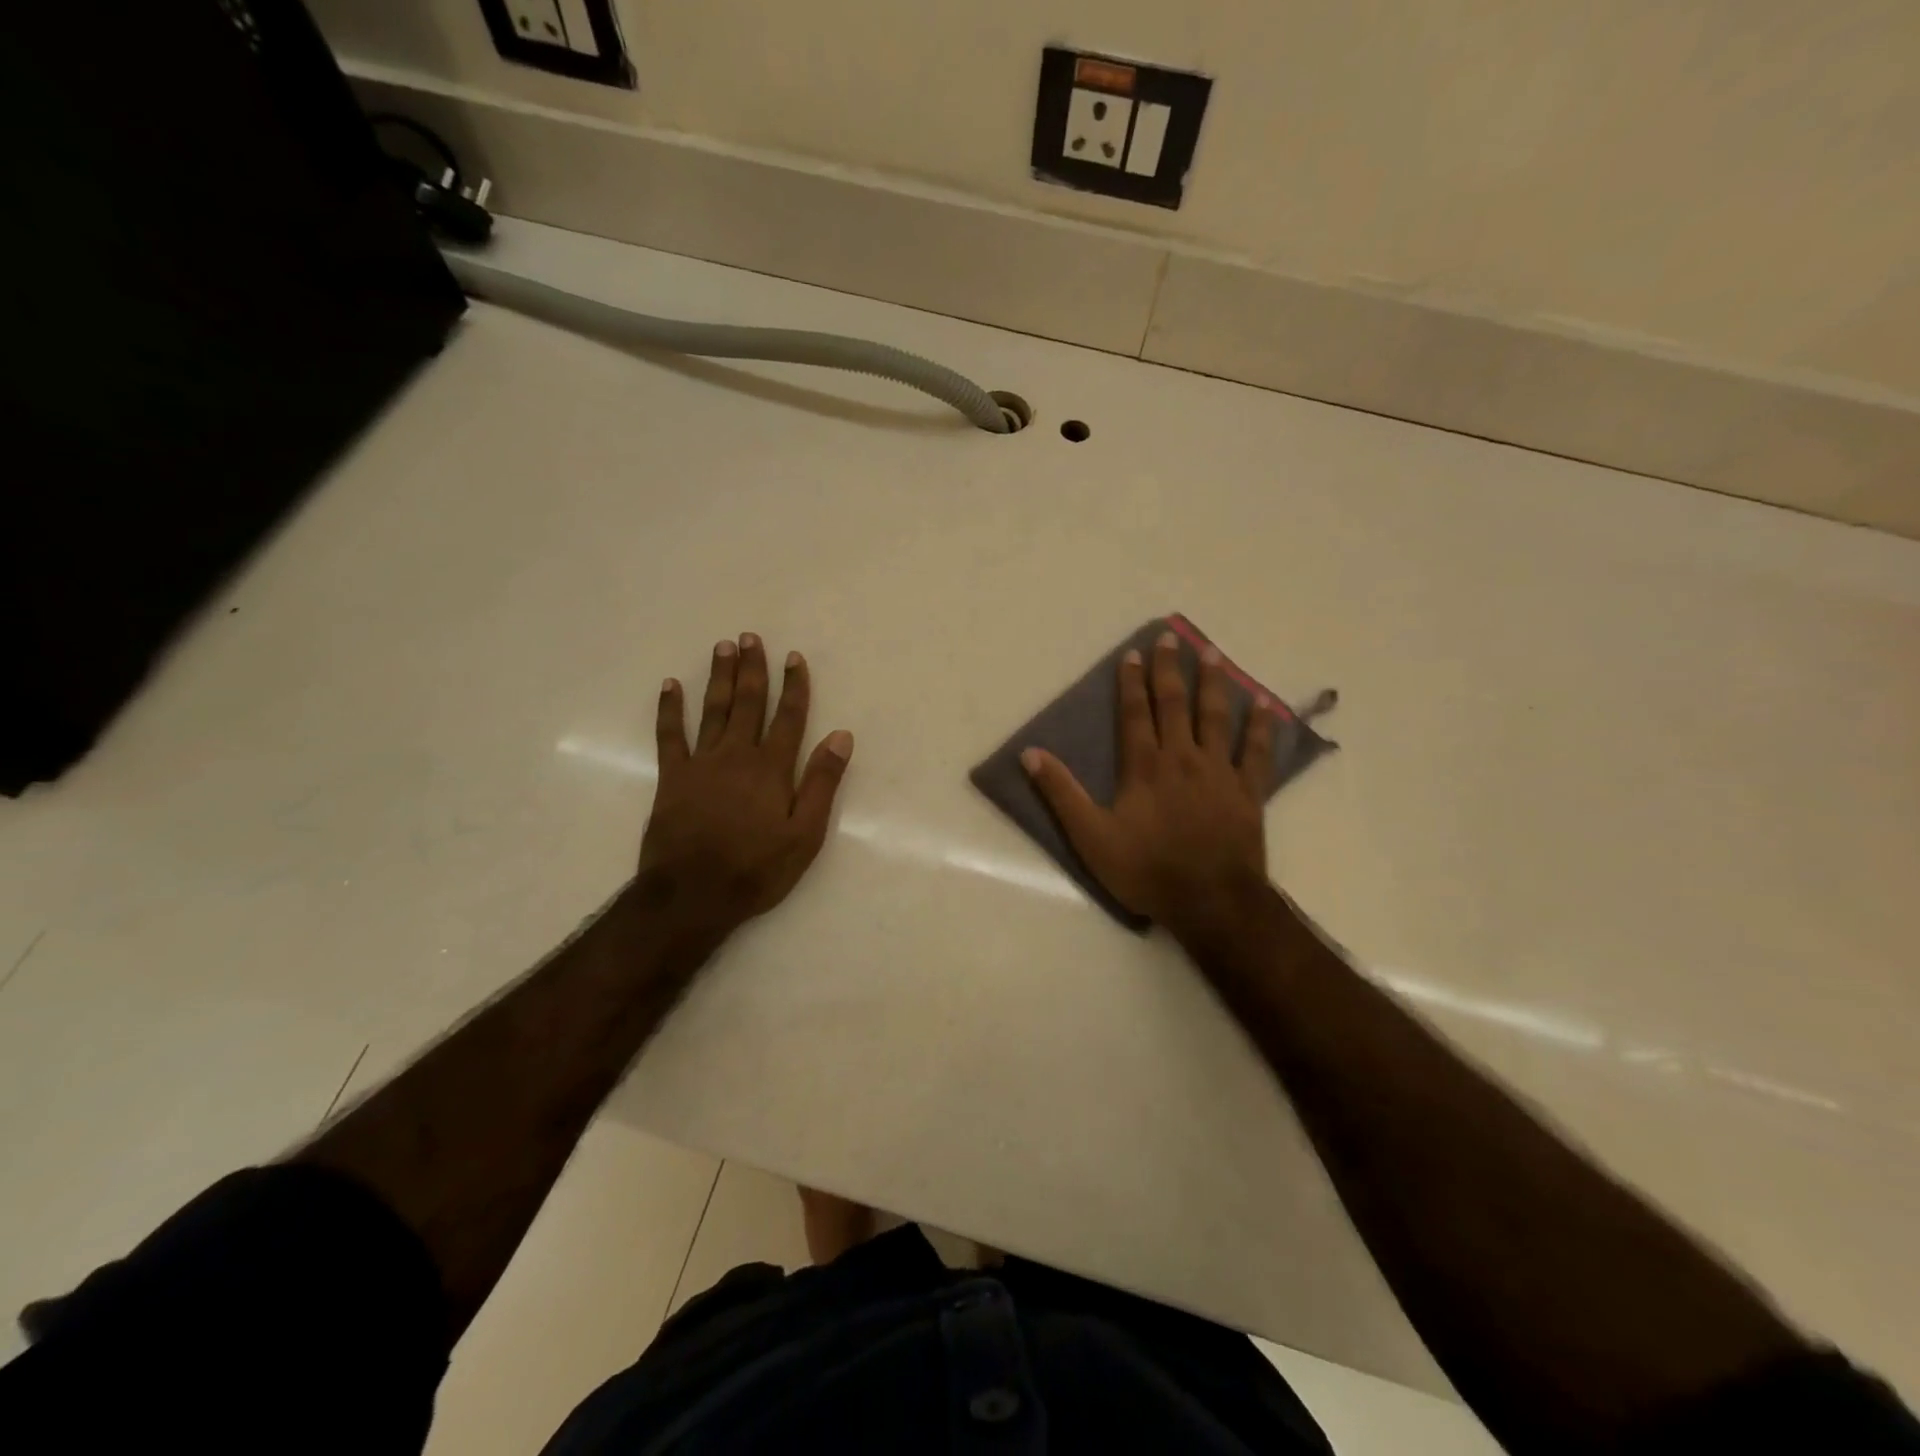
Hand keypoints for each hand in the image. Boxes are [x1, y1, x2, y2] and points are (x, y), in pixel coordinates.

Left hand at [639, 633, 852, 935]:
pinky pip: (670, 735)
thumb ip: (822, 782)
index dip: (794, 686)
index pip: (789, 717)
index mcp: (772, 768)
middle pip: (748, 703)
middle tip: (751, 637)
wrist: (692, 894)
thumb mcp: (805, 834)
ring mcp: (701, 764)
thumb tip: (842, 736)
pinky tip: (671, 686)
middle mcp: (737, 755)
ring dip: (719, 677)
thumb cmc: (756, 868)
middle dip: (752, 669)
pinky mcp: (672, 778)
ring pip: (713, 710)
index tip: (794, 657)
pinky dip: (670, 710)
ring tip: (723, 647)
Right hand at [1022, 630, 1274, 946]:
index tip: (1134, 653)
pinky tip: (1264, 703)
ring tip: (1213, 653)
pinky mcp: (1248, 791)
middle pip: (1175, 704)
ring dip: (1213, 683)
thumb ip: (1061, 794)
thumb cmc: (1146, 870)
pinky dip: (1260, 727)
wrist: (1210, 901)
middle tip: (1171, 636)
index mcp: (1145, 766)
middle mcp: (1183, 758)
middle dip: (1170, 669)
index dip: (1132, 682)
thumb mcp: (1091, 837)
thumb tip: (1030, 754)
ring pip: (1216, 717)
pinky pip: (1256, 751)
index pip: (1136, 713)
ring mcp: (1219, 772)